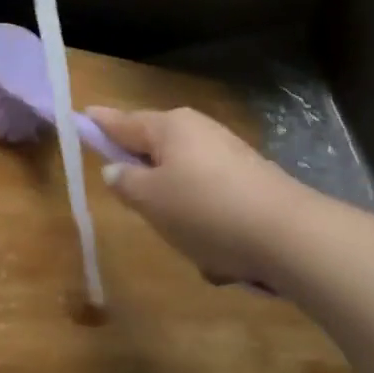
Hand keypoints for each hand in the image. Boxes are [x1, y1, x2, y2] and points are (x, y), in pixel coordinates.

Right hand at [88, 106, 305, 288]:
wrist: (290, 236)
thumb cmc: (206, 211)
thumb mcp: (151, 200)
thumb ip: (126, 182)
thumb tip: (116, 168)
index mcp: (169, 127)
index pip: (123, 122)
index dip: (100, 123)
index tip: (83, 115)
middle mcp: (198, 131)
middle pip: (156, 150)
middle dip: (148, 182)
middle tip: (142, 210)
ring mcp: (229, 154)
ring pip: (186, 183)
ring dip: (182, 214)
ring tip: (192, 246)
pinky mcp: (253, 181)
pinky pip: (214, 202)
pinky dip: (210, 226)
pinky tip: (222, 257)